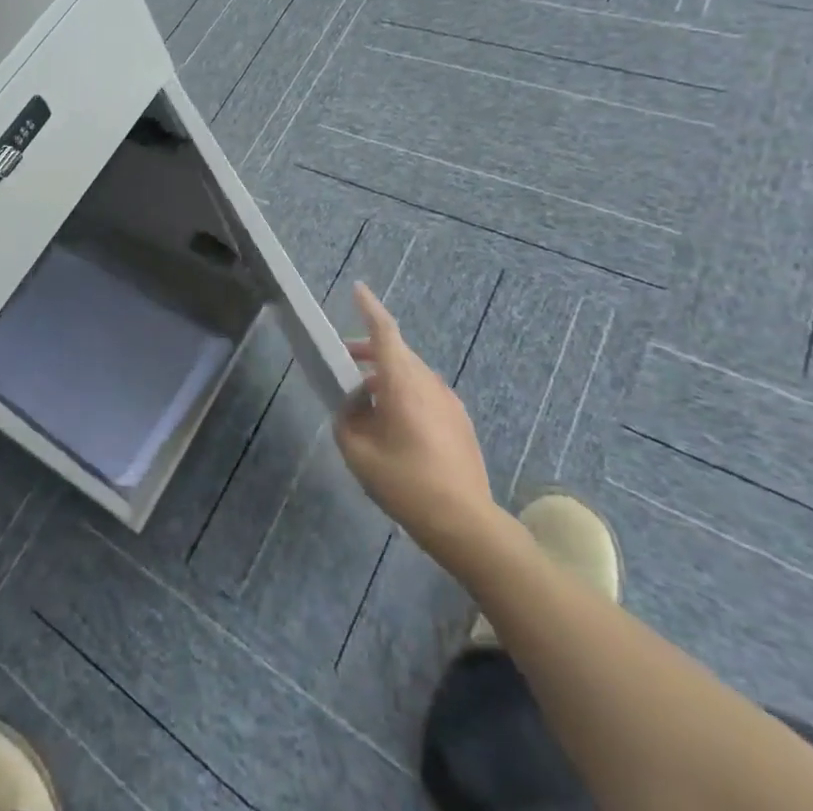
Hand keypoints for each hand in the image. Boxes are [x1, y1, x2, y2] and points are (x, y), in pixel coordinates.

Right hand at [334, 282, 493, 547]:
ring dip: (387, 376)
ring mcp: (449, 401)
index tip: (358, 289)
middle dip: (369, 351)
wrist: (466, 523)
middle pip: (396, 352)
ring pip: (411, 373)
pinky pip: (426, 393)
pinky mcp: (460, 421)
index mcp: (403, 383)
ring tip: (366, 402)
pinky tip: (395, 426)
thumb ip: (346, 421)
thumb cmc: (407, 484)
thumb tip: (353, 407)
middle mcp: (428, 382)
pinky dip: (405, 394)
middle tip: (346, 362)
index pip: (385, 332)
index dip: (369, 308)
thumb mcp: (359, 454)